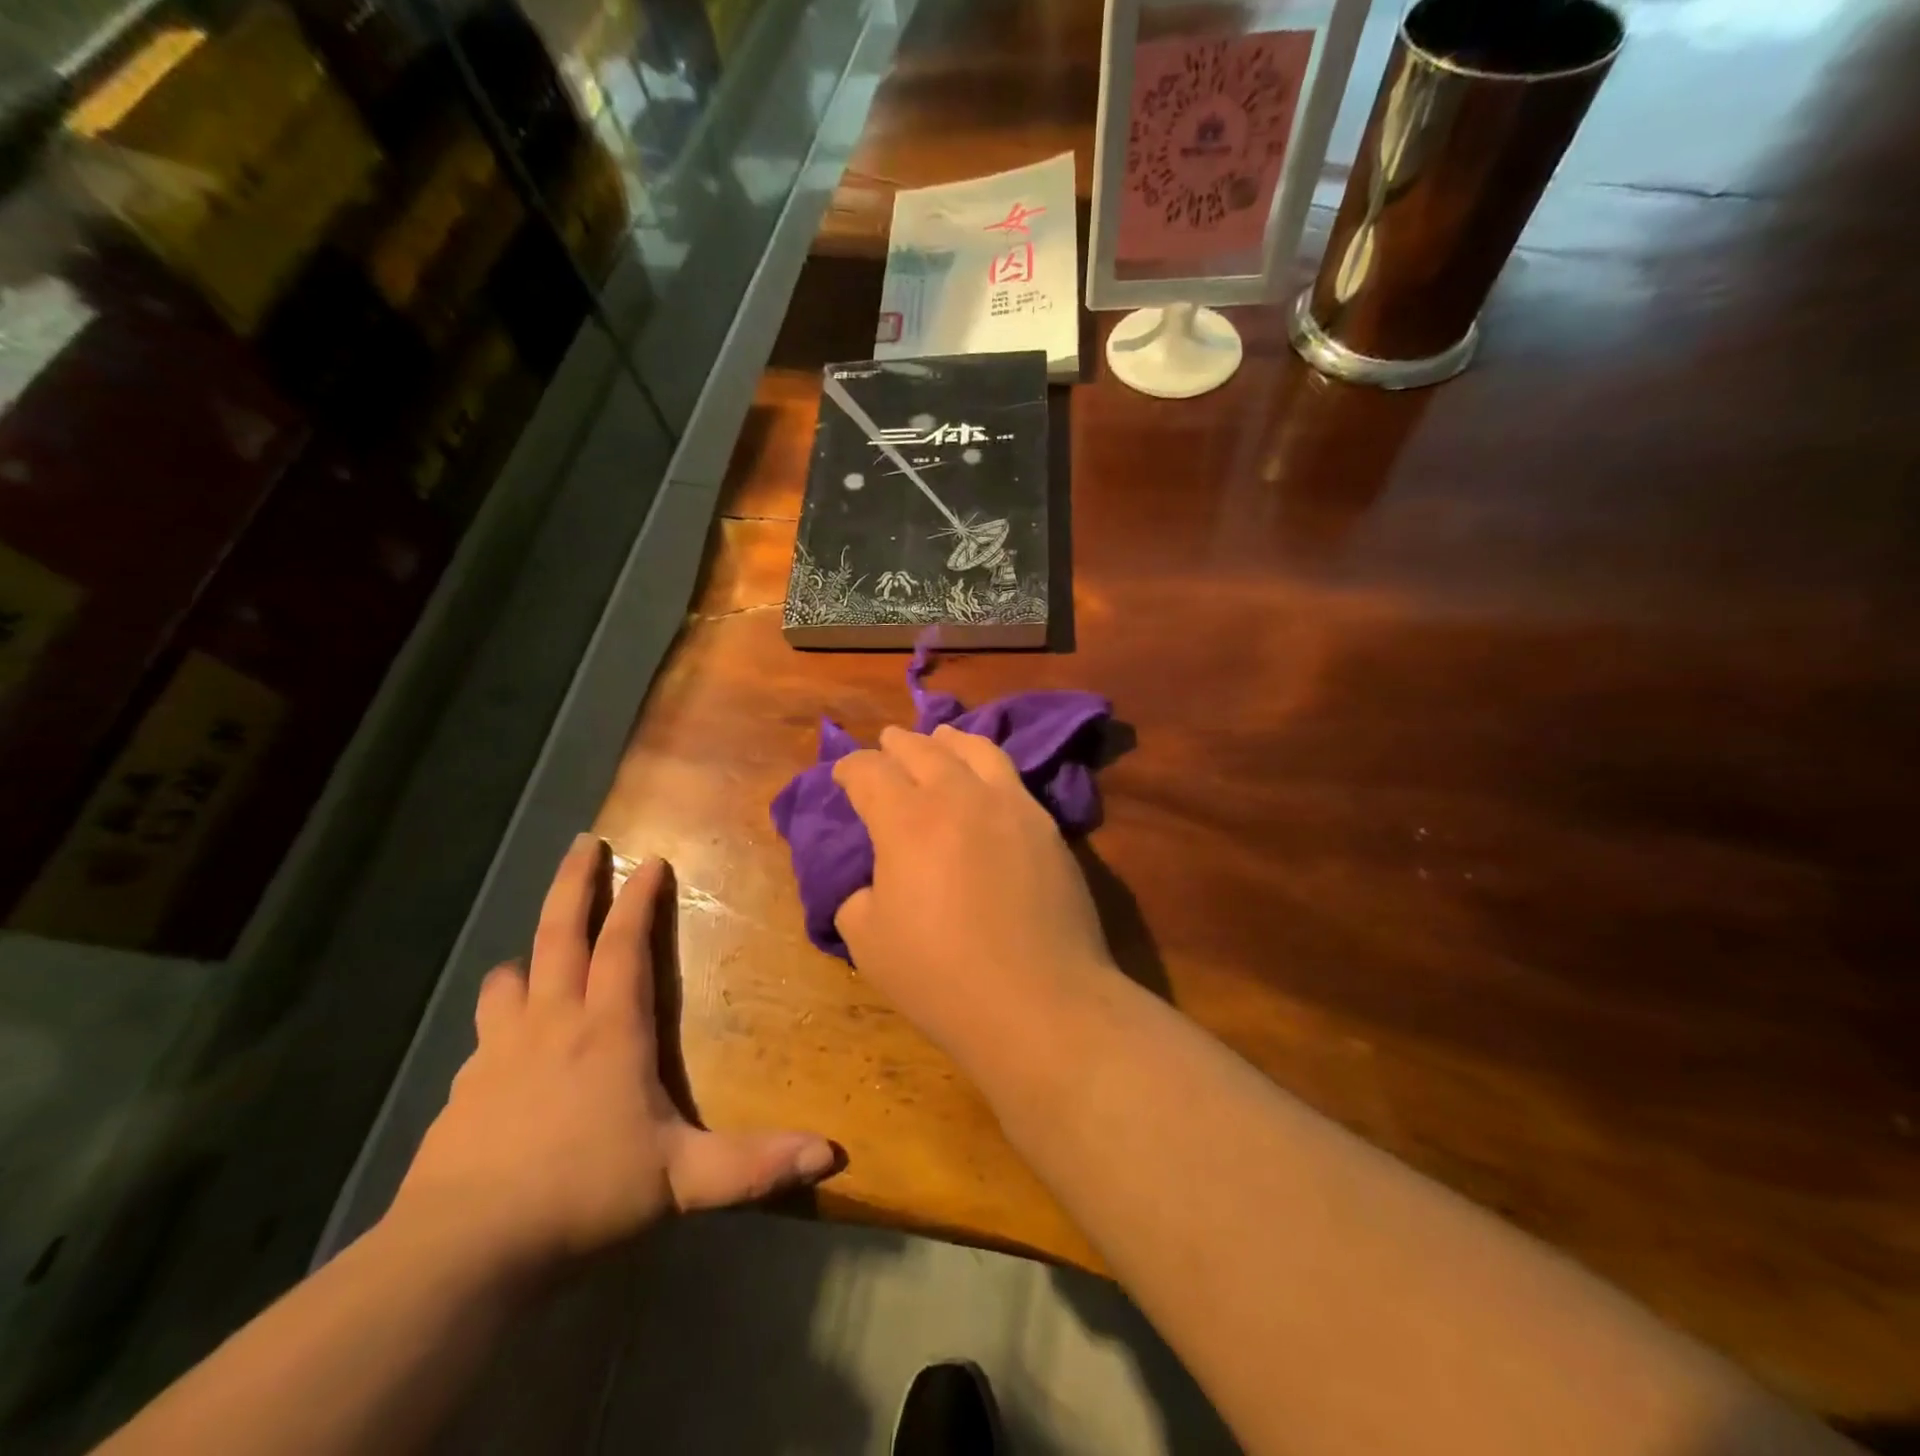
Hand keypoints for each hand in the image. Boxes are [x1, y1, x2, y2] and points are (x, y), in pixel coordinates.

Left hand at [390, 835, 836, 1278]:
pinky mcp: (462, 1091)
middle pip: (560, 935)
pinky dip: (498, 1019)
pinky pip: (485, 1034)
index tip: (650, 860)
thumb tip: (832, 1153)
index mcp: (609, 1029)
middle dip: (574, 884)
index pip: (626, 945)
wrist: (460, 1251)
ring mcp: (500, 1053)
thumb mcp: (681, 1181)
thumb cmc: (582, 1195)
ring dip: (528, 954)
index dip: (639, 900)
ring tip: (533, 949)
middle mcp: (553, 1023)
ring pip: (511, 979)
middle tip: (583, 843)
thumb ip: (755, 1164)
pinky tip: (499, 1045)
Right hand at [833, 725, 1117, 1056]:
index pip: (869, 772)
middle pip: (922, 749)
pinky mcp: (1046, 825)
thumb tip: (871, 881)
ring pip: (975, 749)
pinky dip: (987, 764)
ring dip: (947, 740)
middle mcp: (959, 796)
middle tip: (885, 745)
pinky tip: (985, 777)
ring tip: (939, 738)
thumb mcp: (869, 944)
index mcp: (907, 820)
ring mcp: (1010, 805)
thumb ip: (857, 897)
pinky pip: (1011, 776)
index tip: (842, 776)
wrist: (1041, 1002)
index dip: (849, 769)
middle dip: (896, 744)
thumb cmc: (943, 978)